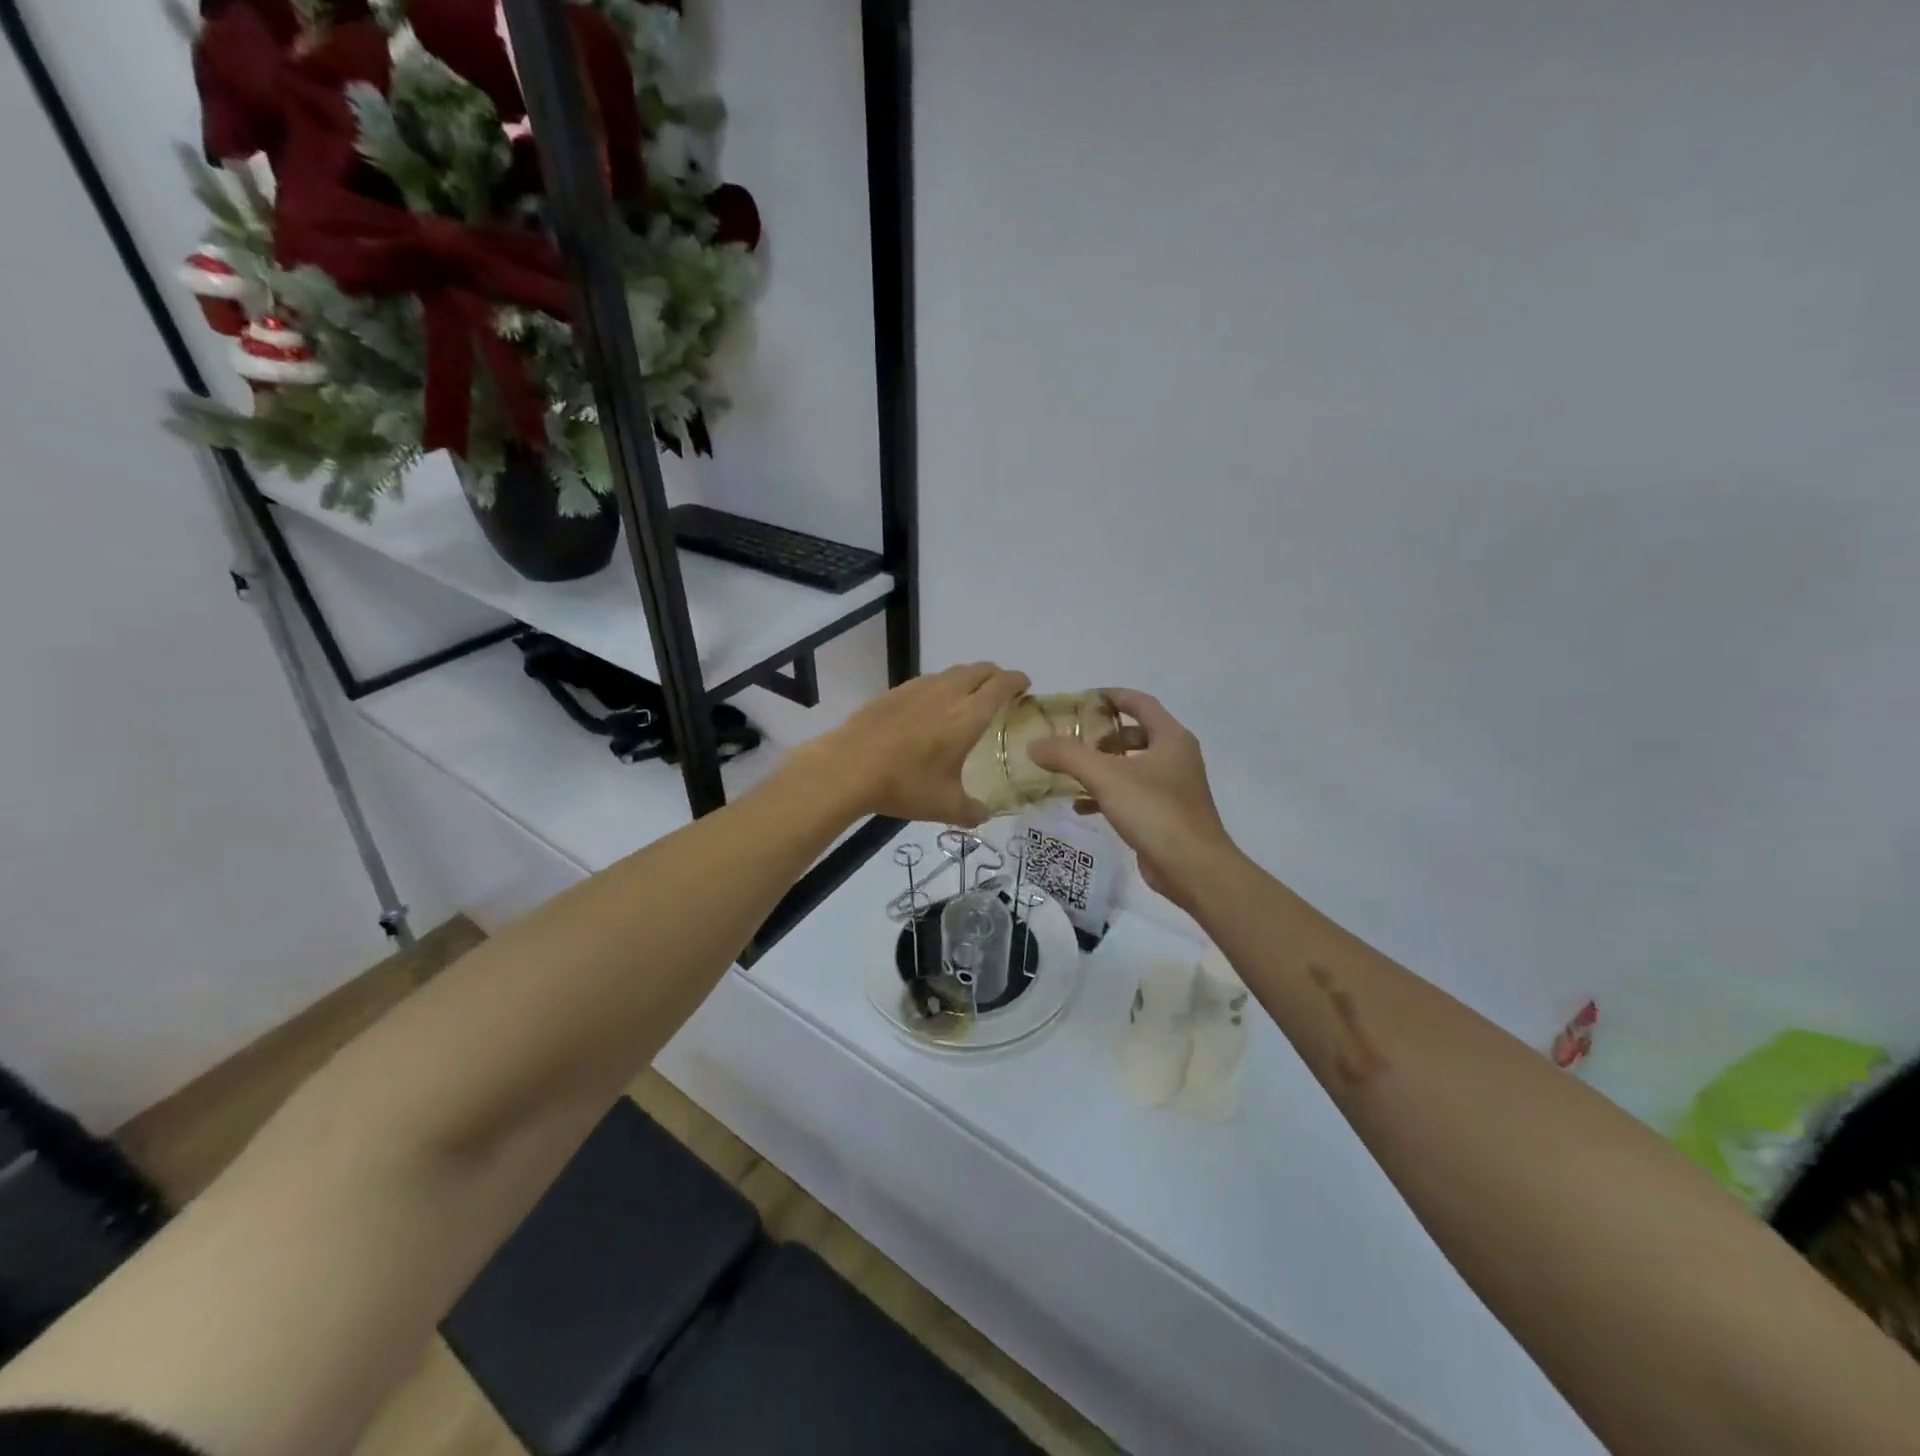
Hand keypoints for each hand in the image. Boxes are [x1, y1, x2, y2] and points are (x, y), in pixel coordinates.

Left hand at [808, 662, 1029, 825]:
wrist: (847, 767)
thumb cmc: (904, 785)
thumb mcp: (944, 806)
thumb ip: (971, 811)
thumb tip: (983, 815)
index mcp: (967, 715)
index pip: (1002, 685)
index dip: (1017, 681)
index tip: (1025, 687)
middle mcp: (947, 693)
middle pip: (980, 670)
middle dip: (996, 676)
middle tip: (1002, 692)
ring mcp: (918, 689)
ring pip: (953, 672)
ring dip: (969, 678)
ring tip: (969, 697)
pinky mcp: (895, 692)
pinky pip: (929, 681)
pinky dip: (942, 686)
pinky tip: (932, 707)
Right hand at [1027, 689, 1238, 908]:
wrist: (1193, 868)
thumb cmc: (1154, 811)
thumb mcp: (1106, 777)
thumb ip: (1068, 755)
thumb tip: (1034, 745)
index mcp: (1171, 738)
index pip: (1140, 702)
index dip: (1111, 696)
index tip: (1081, 699)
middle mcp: (1176, 757)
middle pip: (1135, 733)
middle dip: (1102, 735)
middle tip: (1072, 741)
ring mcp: (1173, 787)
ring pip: (1131, 765)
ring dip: (1102, 766)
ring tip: (1070, 772)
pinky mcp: (1165, 814)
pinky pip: (1131, 793)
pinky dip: (1106, 794)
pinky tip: (1080, 806)